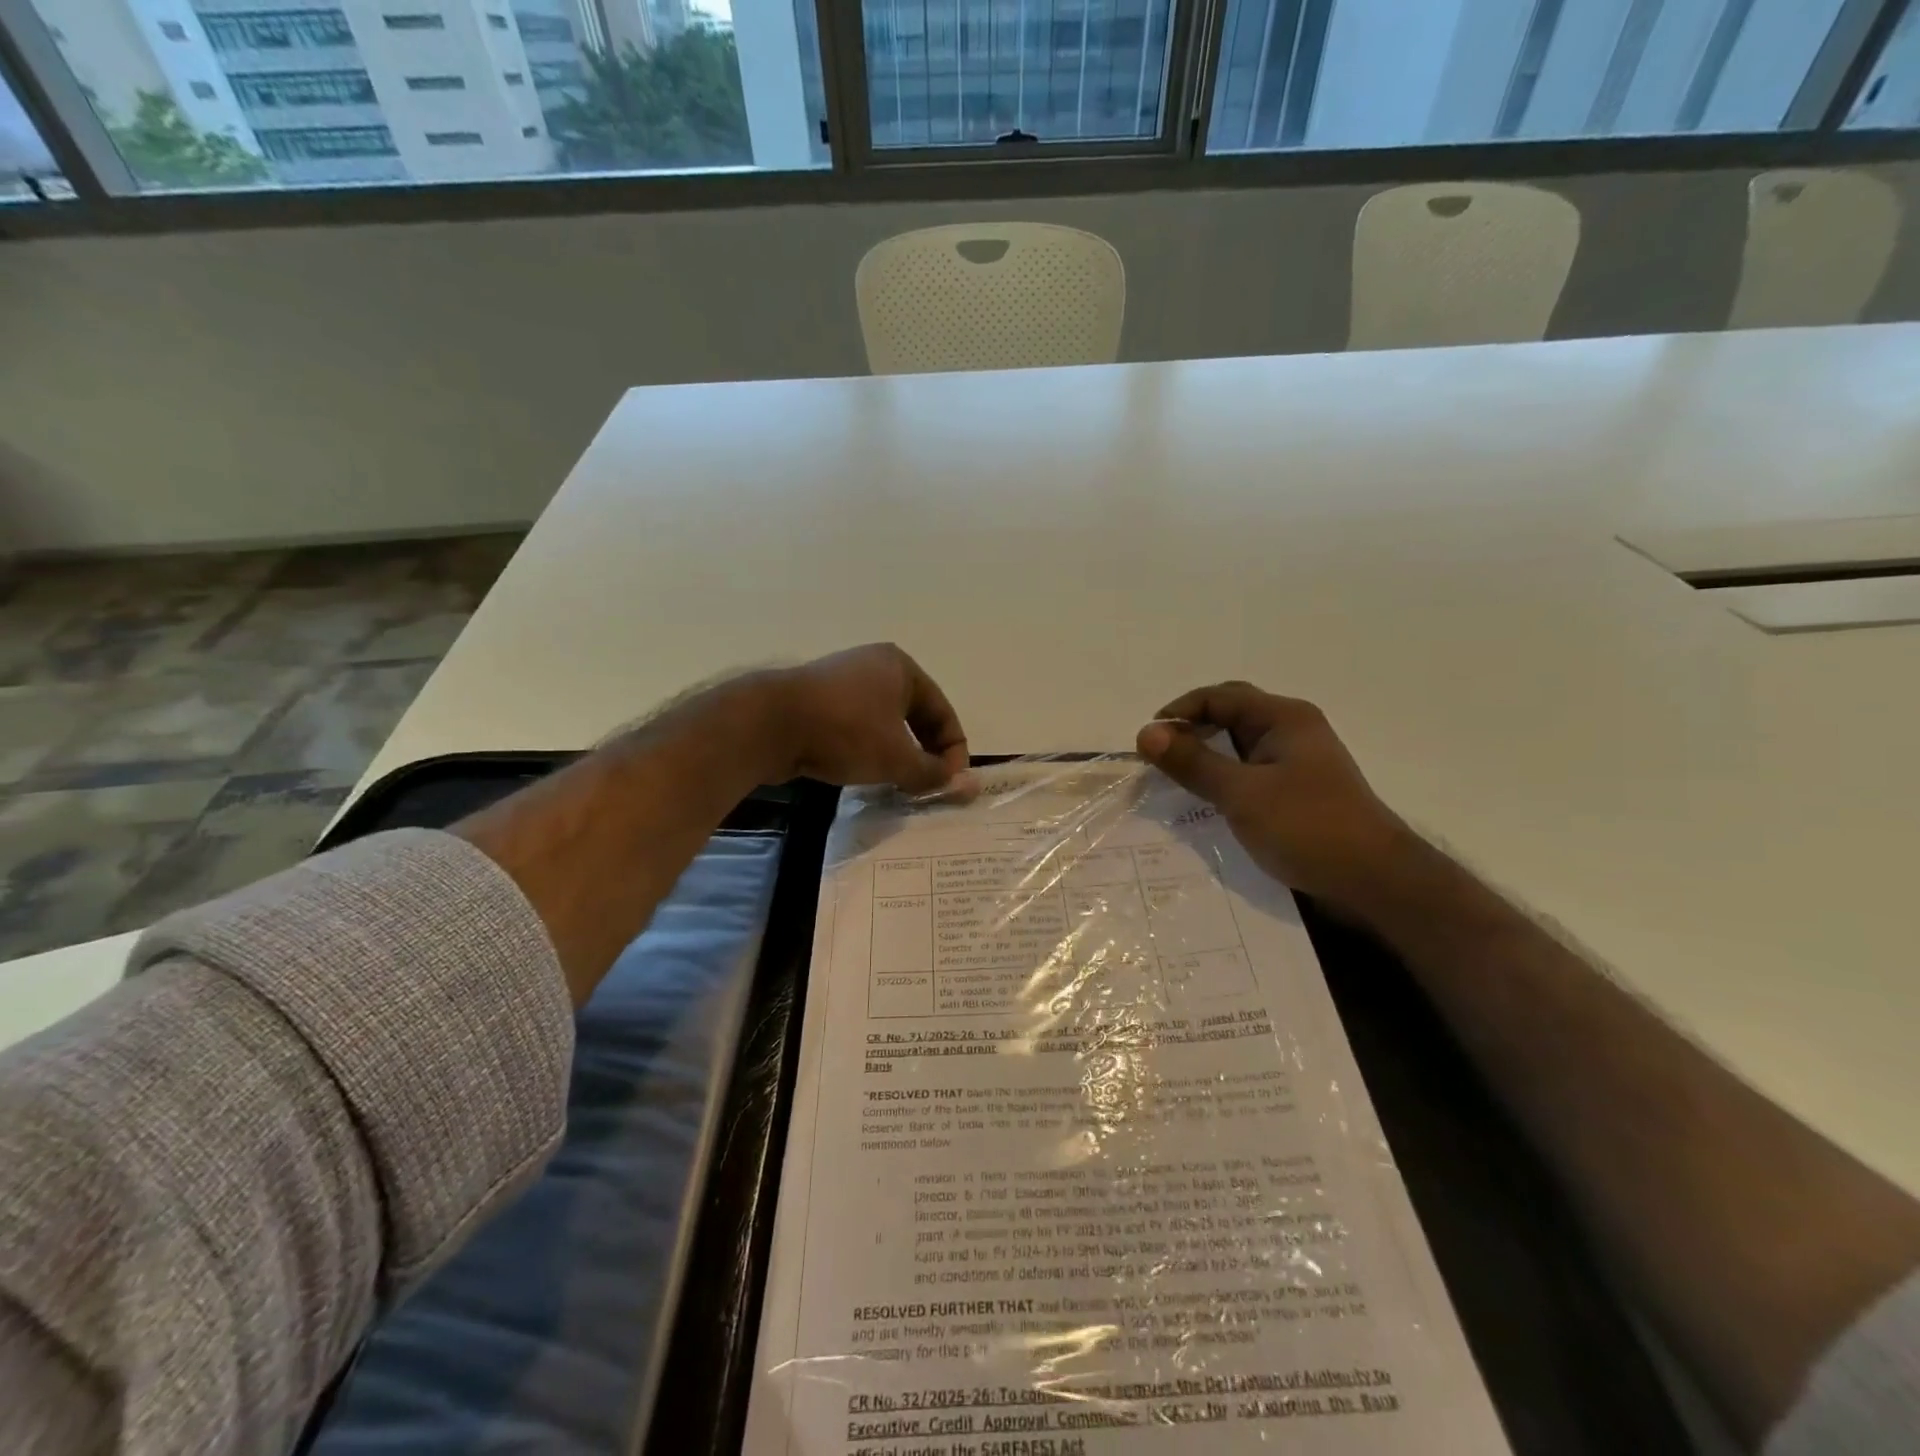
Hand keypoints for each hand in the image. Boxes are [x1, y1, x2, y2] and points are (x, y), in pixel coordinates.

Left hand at [762, 643, 972, 793]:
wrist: (769, 724)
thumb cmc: (846, 732)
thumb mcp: (897, 758)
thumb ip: (934, 773)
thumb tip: (966, 785)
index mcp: (902, 668)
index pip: (943, 713)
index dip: (953, 752)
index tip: (950, 785)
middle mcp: (875, 667)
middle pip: (915, 717)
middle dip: (924, 754)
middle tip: (926, 787)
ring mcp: (843, 681)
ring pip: (885, 724)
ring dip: (896, 755)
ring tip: (896, 785)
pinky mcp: (817, 701)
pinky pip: (857, 727)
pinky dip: (868, 750)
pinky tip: (863, 774)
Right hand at [1136, 683, 1406, 914]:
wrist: (1374, 880)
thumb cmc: (1307, 827)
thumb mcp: (1241, 793)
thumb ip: (1193, 762)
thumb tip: (1145, 733)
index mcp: (1283, 717)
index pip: (1218, 697)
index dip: (1179, 712)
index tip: (1147, 741)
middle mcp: (1292, 729)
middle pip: (1230, 713)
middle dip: (1192, 728)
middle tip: (1161, 755)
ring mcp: (1297, 760)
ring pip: (1239, 744)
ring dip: (1206, 754)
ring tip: (1176, 777)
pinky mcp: (1297, 789)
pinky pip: (1250, 770)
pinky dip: (1223, 776)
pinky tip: (1207, 799)